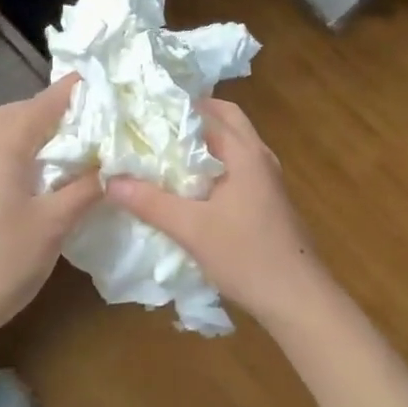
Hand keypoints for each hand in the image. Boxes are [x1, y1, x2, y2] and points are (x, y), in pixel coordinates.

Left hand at [0, 75, 101, 339]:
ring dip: (50, 129)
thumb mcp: (56, 222)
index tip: (122, 94)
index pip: (51, 98)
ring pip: (17, 127)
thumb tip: (117, 162)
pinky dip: (34, 148)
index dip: (85, 91)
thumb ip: (87, 186)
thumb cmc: (4, 260)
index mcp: (6, 141)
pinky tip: (56, 170)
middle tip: (108, 121)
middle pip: (30, 107)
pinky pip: (7, 148)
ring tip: (88, 143)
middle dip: (68, 108)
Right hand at [104, 98, 333, 328]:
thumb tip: (109, 181)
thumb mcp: (191, 229)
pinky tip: (190, 185)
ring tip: (166, 151)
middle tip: (155, 126)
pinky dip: (214, 163)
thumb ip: (150, 203)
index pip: (209, 112)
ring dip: (204, 141)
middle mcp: (260, 157)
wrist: (297, 298)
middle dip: (193, 118)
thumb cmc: (247, 256)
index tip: (143, 111)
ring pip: (233, 144)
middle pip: (226, 120)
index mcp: (245, 153)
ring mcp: (267, 179)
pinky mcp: (268, 200)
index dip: (176, 108)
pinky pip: (237, 166)